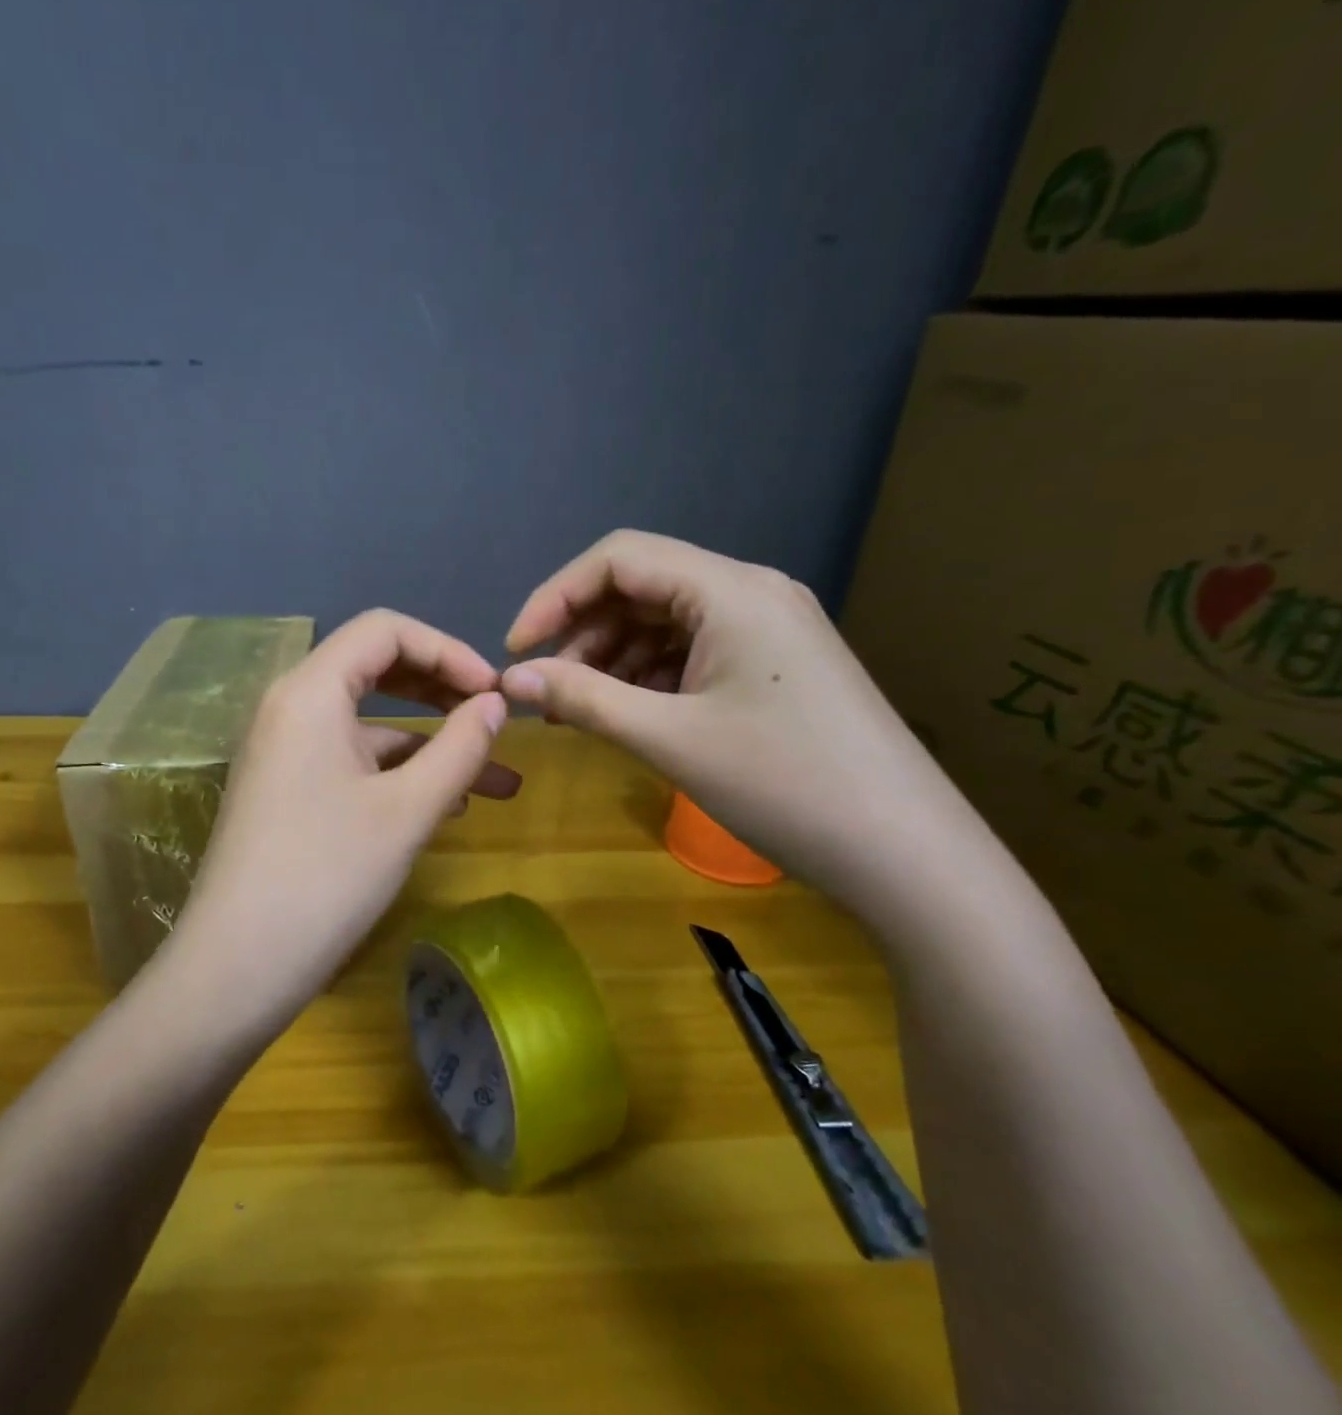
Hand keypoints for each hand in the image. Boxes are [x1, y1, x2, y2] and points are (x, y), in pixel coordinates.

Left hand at [167, 610, 518, 1031]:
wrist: (236, 968)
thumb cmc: (326, 877)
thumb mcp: (407, 810)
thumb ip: (459, 747)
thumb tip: (494, 704)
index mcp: (310, 691)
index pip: (385, 631)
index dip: (448, 649)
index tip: (494, 693)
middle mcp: (290, 708)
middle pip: (375, 670)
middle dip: (442, 690)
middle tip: (495, 718)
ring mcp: (284, 752)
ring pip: (370, 726)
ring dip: (432, 745)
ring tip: (498, 782)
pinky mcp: (287, 791)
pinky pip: (352, 762)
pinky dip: (400, 774)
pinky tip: (448, 807)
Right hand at [500, 530, 971, 910]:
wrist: (908, 855)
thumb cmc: (785, 785)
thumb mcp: (669, 738)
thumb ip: (582, 698)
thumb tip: (508, 679)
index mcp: (731, 590)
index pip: (619, 559)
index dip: (555, 597)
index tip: (516, 650)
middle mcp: (752, 592)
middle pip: (642, 586)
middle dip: (583, 631)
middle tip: (545, 687)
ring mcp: (769, 629)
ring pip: (666, 622)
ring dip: (613, 657)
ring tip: (579, 708)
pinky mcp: (776, 665)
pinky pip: (694, 651)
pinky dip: (649, 675)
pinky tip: (630, 714)